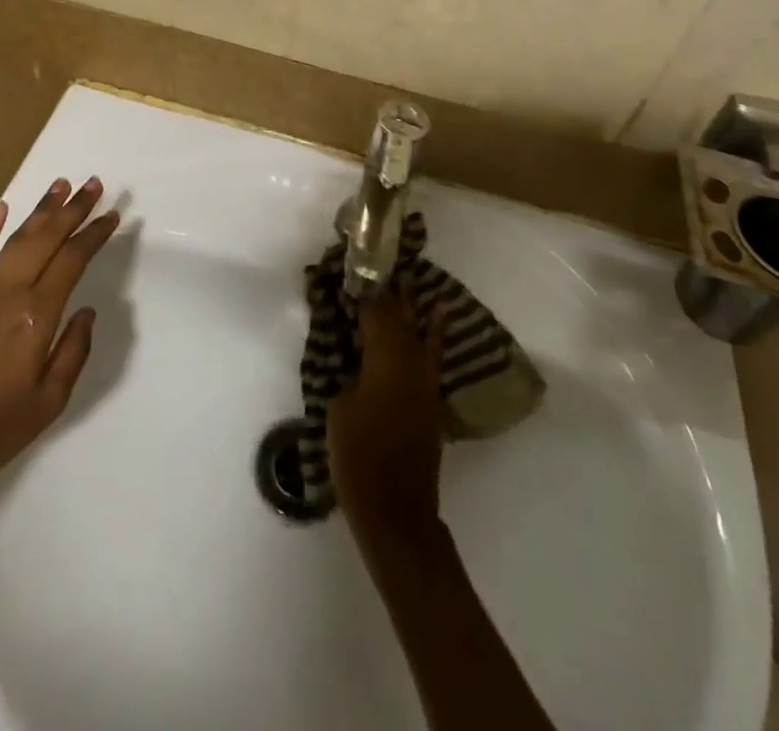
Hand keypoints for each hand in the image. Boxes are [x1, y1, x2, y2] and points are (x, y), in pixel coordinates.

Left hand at [0, 177, 118, 497]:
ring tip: (60, 185)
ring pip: (15, 239)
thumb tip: (86, 311)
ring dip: (40, 210)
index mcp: (36, 315)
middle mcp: (9, 292)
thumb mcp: (52, 399)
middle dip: (73, 209)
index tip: (112, 215)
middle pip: (46, 238)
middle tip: (94, 184)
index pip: (72, 260)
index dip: (94, 234)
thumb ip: (74, 350)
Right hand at [328, 290, 447, 545]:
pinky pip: (431, 352)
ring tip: (409, 279)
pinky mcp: (430, 399)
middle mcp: (412, 361)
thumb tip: (356, 354)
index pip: (376, 311)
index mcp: (387, 359)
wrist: (396, 510)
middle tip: (379, 267)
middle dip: (390, 292)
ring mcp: (426, 380)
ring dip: (412, 306)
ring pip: (420, 331)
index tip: (355, 268)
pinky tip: (438, 316)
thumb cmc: (359, 457)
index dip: (365, 289)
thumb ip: (348, 371)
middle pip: (401, 316)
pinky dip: (434, 331)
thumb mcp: (340, 407)